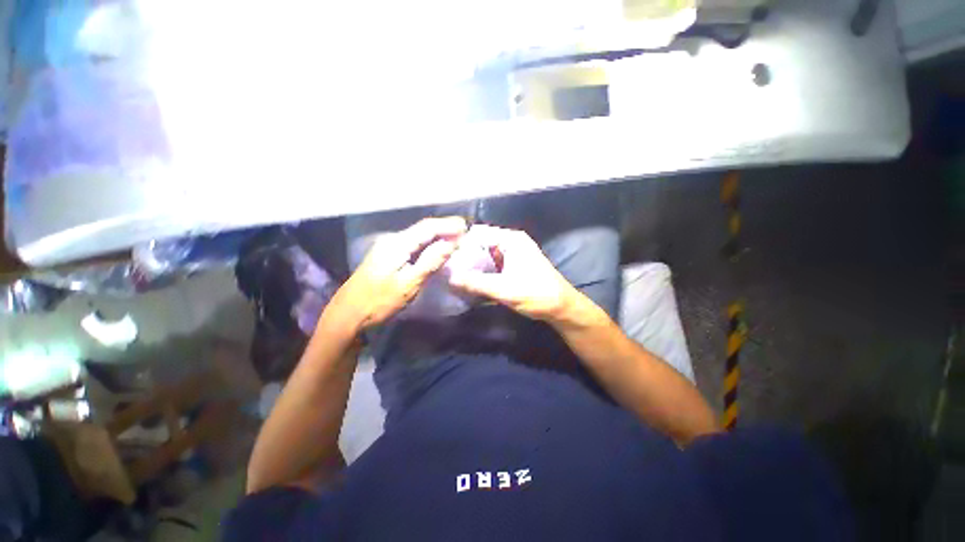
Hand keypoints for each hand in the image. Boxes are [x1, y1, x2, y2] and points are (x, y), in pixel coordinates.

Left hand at [332, 216, 467, 331]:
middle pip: (422, 228)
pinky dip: (428, 244)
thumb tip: (451, 243)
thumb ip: (431, 261)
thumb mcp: (409, 283)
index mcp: (397, 244)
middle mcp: (392, 240)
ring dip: (437, 235)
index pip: (427, 227)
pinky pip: (412, 245)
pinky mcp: (387, 257)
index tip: (466, 227)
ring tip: (455, 238)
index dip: (448, 225)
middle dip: (444, 228)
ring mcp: (388, 248)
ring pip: (418, 236)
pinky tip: (436, 248)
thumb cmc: (379, 302)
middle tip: (464, 231)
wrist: (348, 316)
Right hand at [448, 225, 587, 322]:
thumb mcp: (504, 289)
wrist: (561, 308)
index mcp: (511, 240)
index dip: (461, 242)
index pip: (479, 233)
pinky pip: (492, 264)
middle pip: (481, 243)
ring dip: (472, 264)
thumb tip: (450, 278)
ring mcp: (513, 254)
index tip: (443, 254)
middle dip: (464, 255)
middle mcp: (511, 242)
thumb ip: (476, 283)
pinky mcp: (513, 266)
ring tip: (453, 274)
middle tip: (446, 266)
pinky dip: (481, 271)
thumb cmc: (536, 294)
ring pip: (486, 255)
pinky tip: (469, 281)